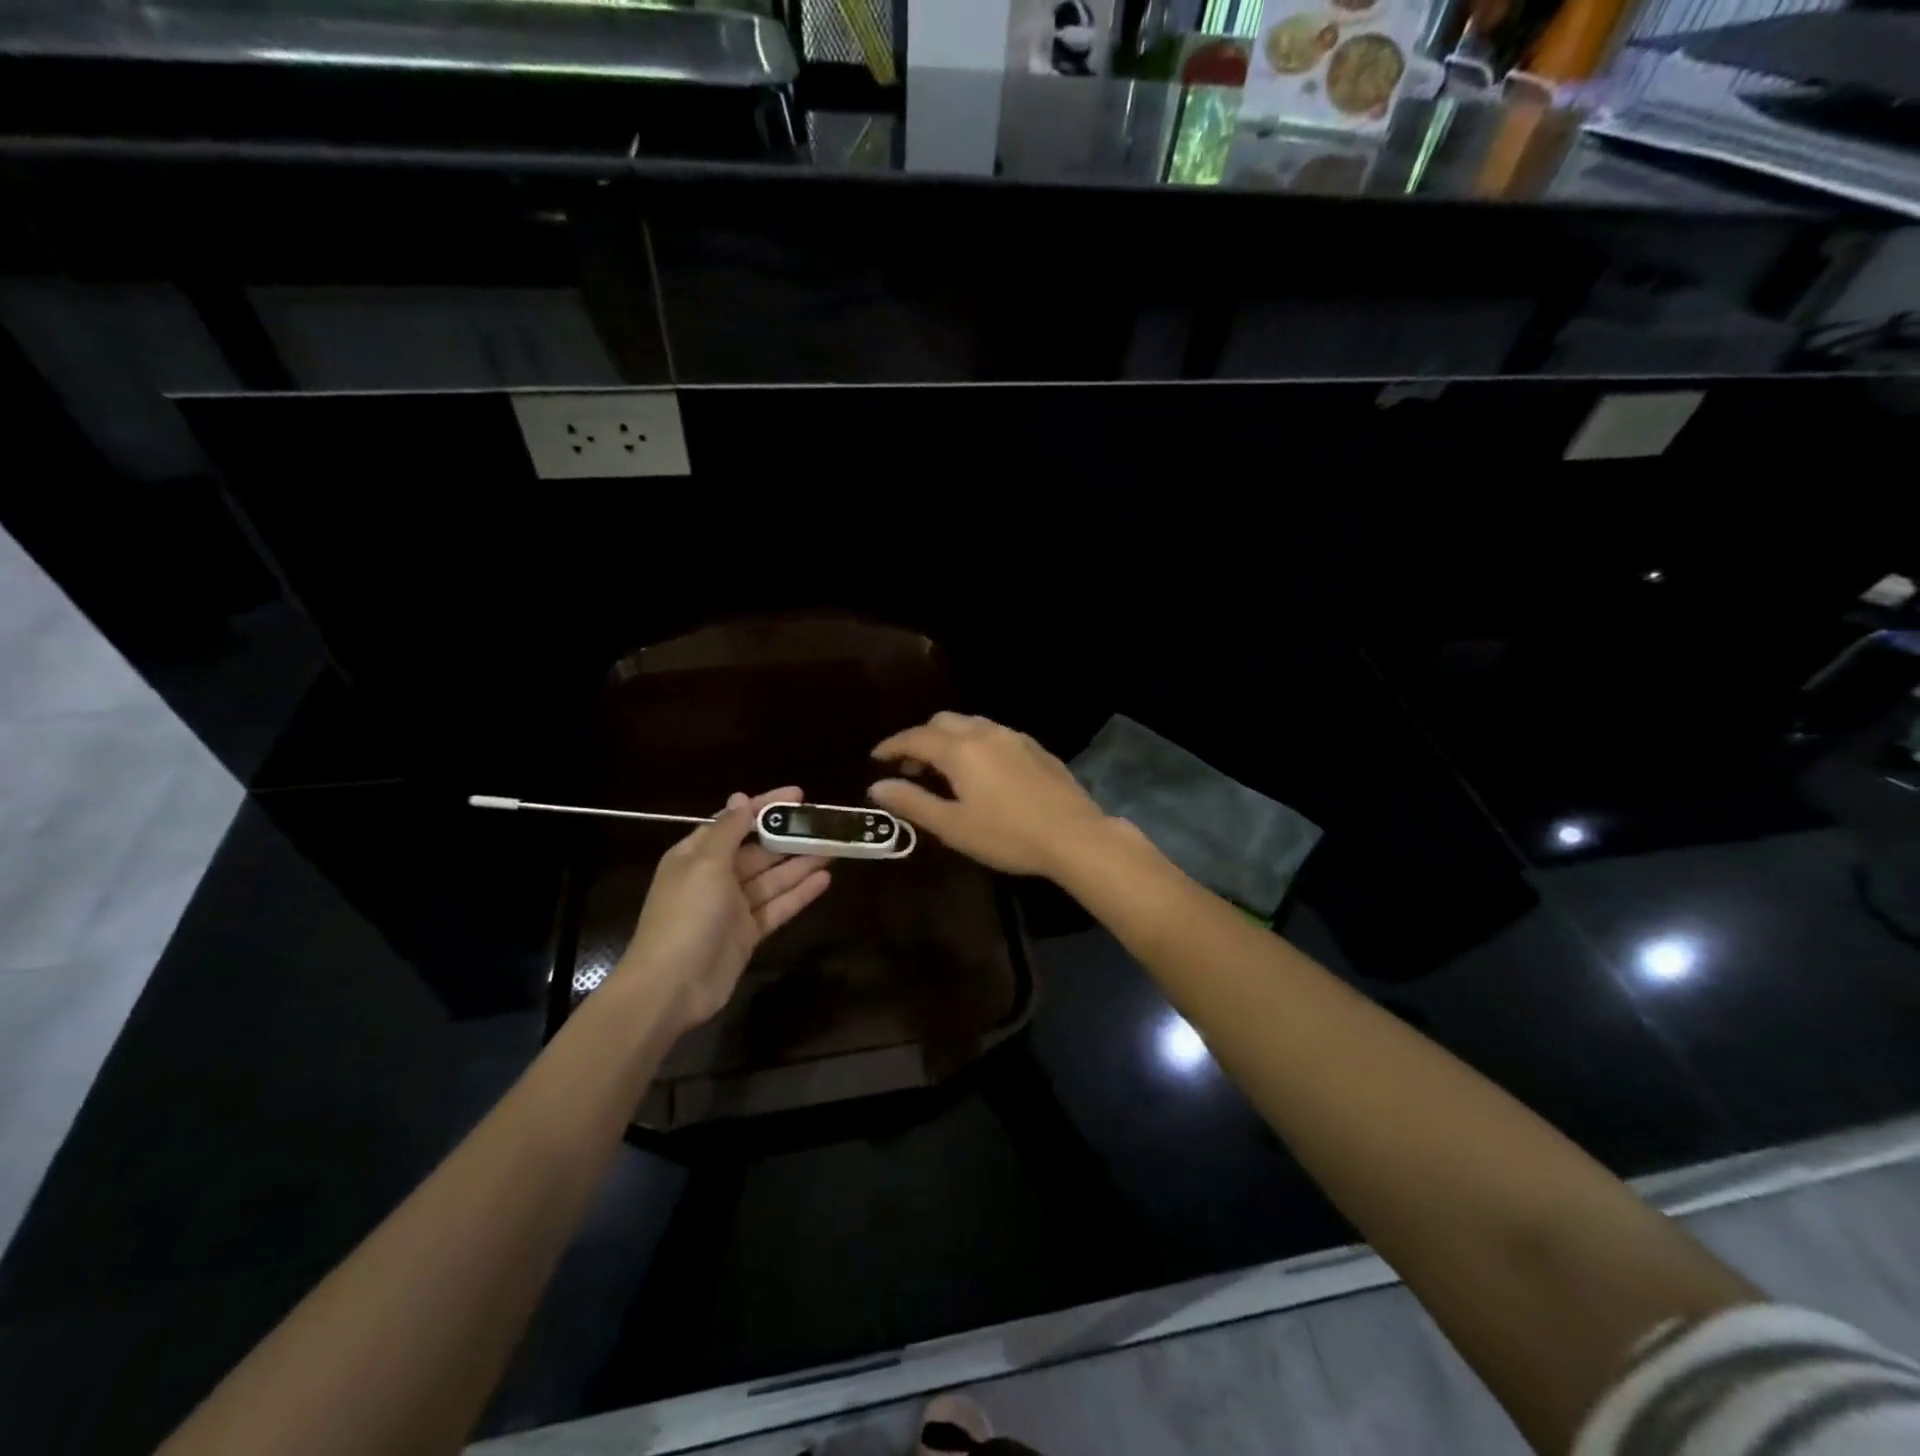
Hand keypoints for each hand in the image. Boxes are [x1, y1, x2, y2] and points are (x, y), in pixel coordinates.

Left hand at [613, 786, 830, 1035]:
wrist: (671, 986)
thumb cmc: (686, 915)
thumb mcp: (705, 864)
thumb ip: (728, 830)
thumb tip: (740, 798)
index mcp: (698, 855)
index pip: (737, 821)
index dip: (766, 805)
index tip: (800, 794)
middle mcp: (715, 877)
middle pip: (759, 850)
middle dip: (790, 836)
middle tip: (826, 824)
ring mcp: (733, 907)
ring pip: (773, 878)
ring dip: (801, 863)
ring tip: (834, 848)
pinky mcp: (748, 933)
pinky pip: (777, 906)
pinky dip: (799, 894)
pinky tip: (825, 880)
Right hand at [869, 713, 1112, 878]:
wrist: (1074, 836)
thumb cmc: (1007, 835)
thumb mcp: (953, 826)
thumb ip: (912, 803)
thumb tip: (877, 786)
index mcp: (960, 750)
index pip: (915, 738)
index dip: (892, 746)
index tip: (876, 757)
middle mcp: (985, 733)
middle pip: (943, 722)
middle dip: (921, 739)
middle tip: (910, 768)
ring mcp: (1014, 737)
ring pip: (971, 724)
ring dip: (949, 738)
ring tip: (945, 770)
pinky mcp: (1036, 748)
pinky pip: (995, 734)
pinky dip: (976, 743)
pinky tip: (982, 771)